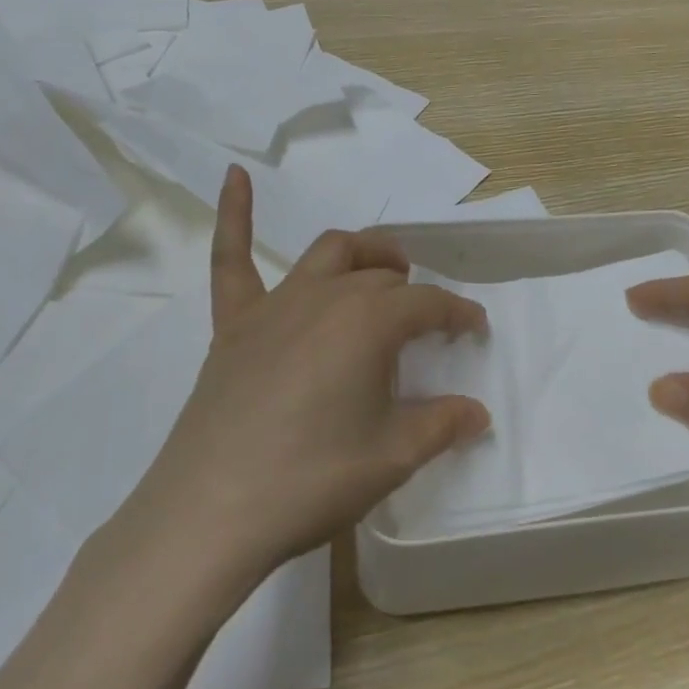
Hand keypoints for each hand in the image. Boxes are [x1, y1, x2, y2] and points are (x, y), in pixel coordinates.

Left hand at [134, 166, 490, 579]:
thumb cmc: (311, 481)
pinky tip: (235, 175)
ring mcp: (275, 304)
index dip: (458, 315)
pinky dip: (236, 213)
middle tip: (423, 325)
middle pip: (382, 276)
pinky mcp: (233, 322)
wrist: (210, 513)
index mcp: (370, 323)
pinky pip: (231, 257)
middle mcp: (327, 296)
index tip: (475, 331)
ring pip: (330, 253)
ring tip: (381, 270)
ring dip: (363, 254)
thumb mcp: (391, 458)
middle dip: (412, 293)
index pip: (429, 306)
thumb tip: (478, 412)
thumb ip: (441, 426)